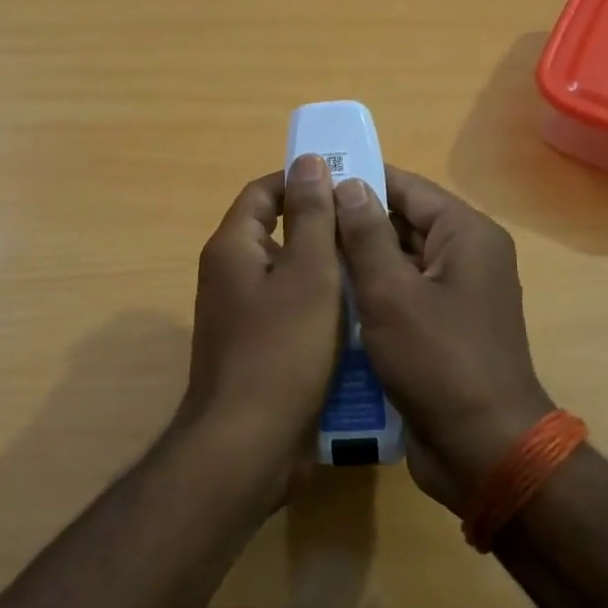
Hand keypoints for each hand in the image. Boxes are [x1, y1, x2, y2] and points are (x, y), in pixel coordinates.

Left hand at [176, 157, 345, 494]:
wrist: (248, 446)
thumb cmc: (281, 350)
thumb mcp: (308, 275)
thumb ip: (311, 216)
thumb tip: (309, 161)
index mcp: (233, 248)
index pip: (263, 193)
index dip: (301, 181)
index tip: (348, 183)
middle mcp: (230, 276)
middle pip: (278, 234)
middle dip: (324, 229)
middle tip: (372, 230)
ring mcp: (241, 317)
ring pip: (291, 278)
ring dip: (328, 273)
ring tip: (377, 270)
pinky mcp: (257, 350)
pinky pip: (292, 315)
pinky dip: (322, 311)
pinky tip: (361, 320)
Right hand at [333, 168, 552, 513]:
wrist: (483, 450)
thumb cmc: (437, 361)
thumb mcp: (390, 291)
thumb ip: (365, 234)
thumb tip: (347, 183)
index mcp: (465, 234)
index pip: (406, 187)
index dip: (359, 179)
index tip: (310, 180)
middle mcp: (466, 256)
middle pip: (402, 223)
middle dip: (353, 224)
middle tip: (299, 224)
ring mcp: (456, 295)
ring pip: (397, 261)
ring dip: (357, 262)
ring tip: (304, 258)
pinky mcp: (442, 328)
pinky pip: (402, 295)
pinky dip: (370, 294)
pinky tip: (328, 300)